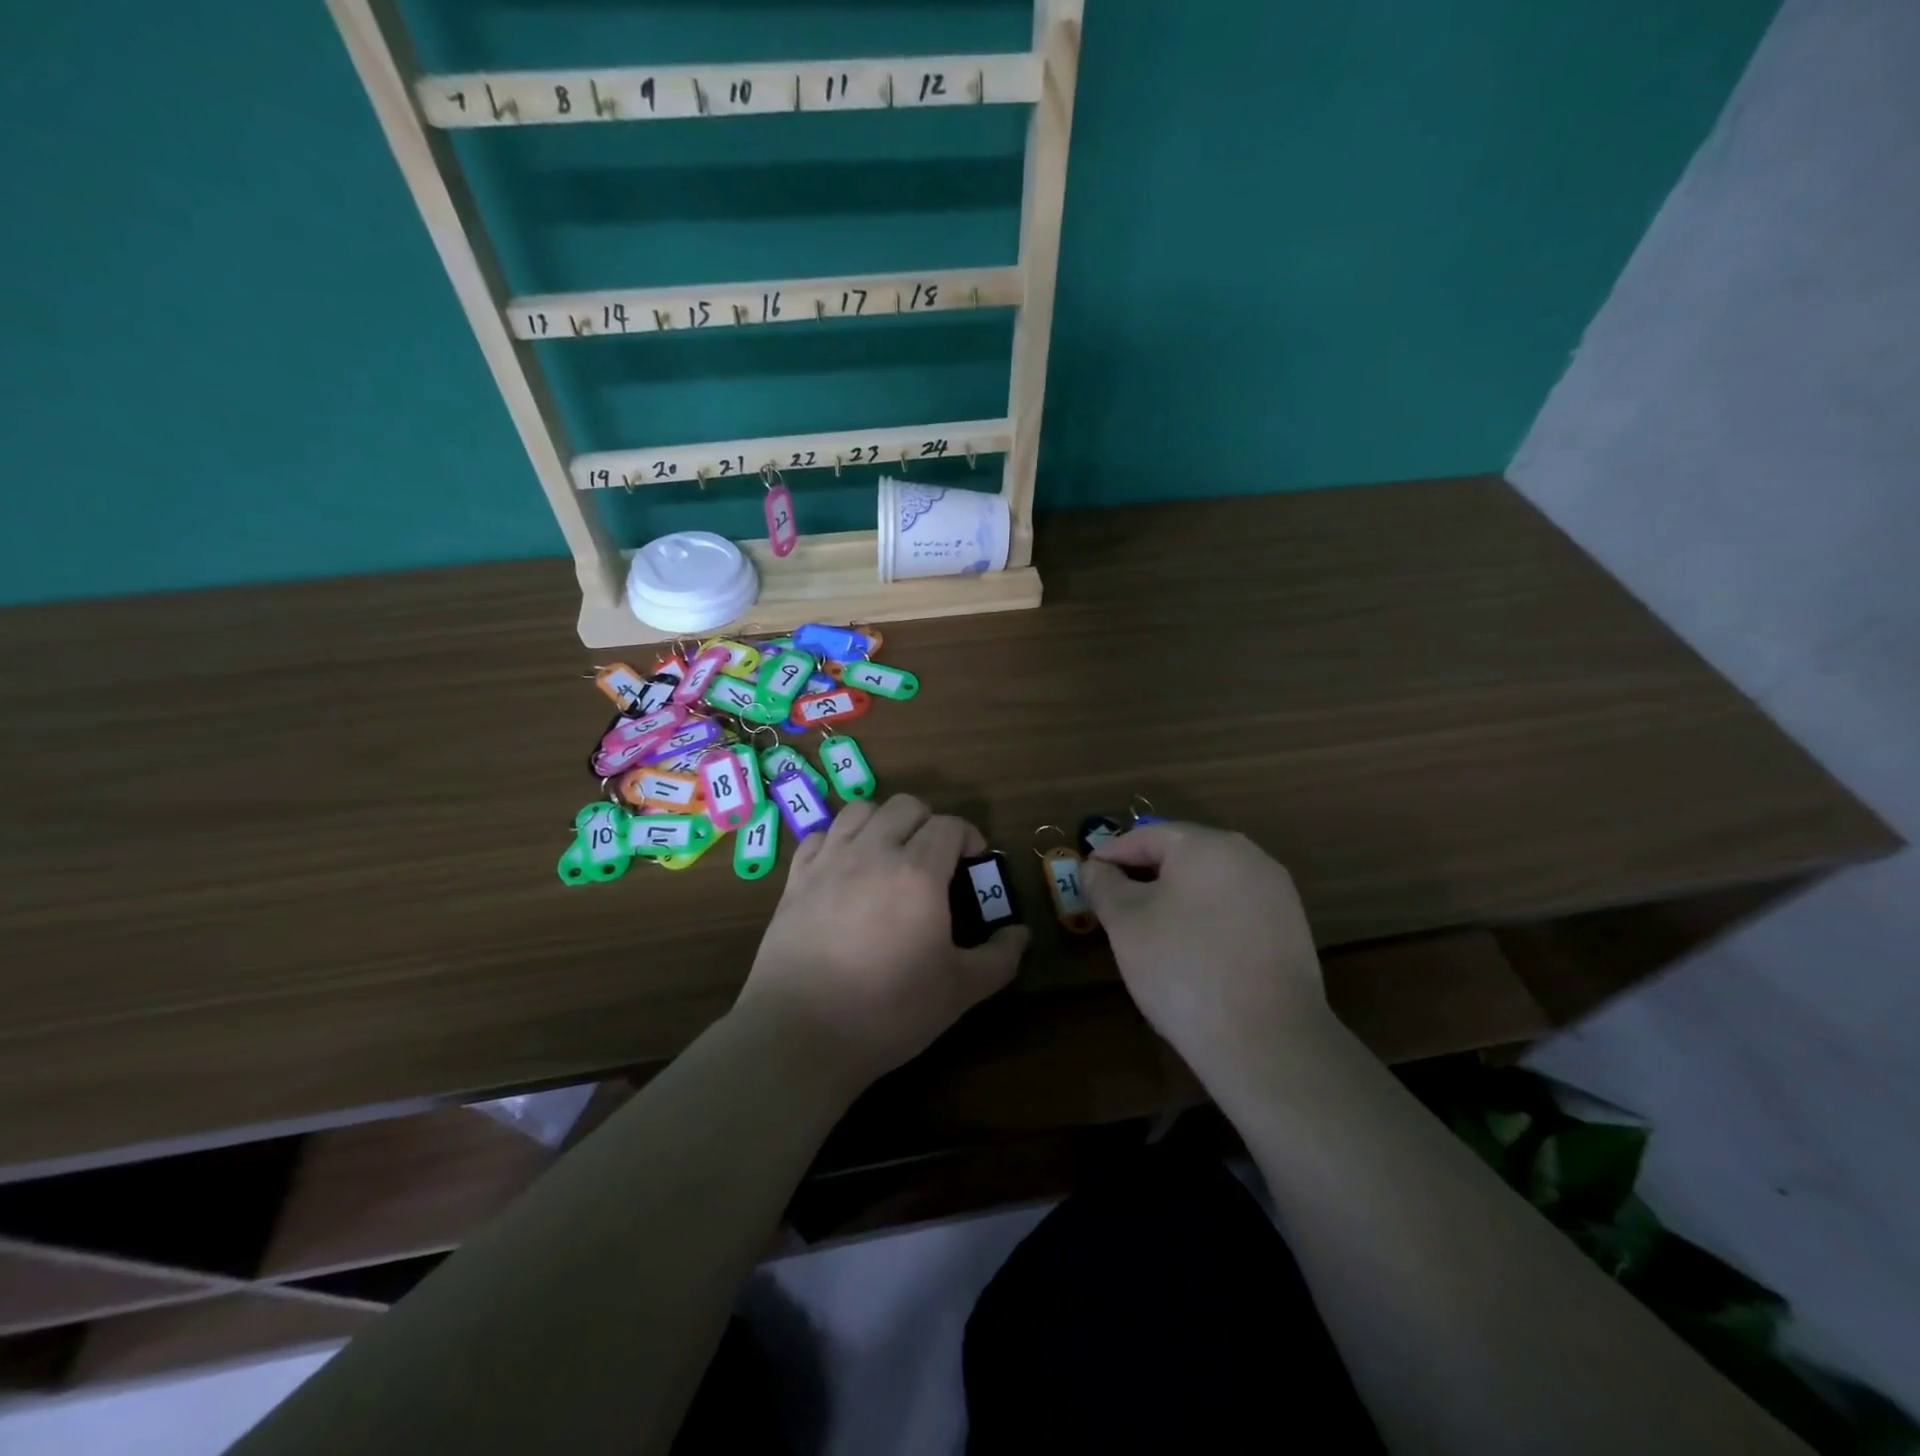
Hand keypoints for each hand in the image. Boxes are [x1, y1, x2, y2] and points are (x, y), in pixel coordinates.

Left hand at [734, 794, 1028, 1089]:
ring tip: (891, 854)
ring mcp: (829, 862)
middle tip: (936, 858)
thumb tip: (1020, 934)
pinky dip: (840, 840)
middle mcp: (873, 852)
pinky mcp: (795, 879)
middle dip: (929, 822)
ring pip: (860, 810)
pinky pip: (820, 836)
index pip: (949, 825)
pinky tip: (846, 868)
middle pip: (905, 806)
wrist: (801, 1032)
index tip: (974, 861)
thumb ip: (999, 958)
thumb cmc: (889, 1010)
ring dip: (884, 822)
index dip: (969, 836)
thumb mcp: (960, 990)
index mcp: (918, 871)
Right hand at [1080, 824, 1333, 1076]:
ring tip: (1146, 929)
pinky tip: (1189, 950)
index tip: (1086, 876)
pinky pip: (1234, 909)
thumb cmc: (1183, 968)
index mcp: (1208, 845)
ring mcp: (1276, 893)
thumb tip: (1095, 867)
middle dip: (1143, 875)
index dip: (1111, 854)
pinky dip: (1205, 918)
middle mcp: (1249, 857)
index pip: (1147, 836)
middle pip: (1182, 855)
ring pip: (1210, 883)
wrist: (1267, 1042)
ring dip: (1174, 897)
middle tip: (1112, 903)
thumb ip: (1104, 885)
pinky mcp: (1290, 930)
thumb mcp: (1126, 923)